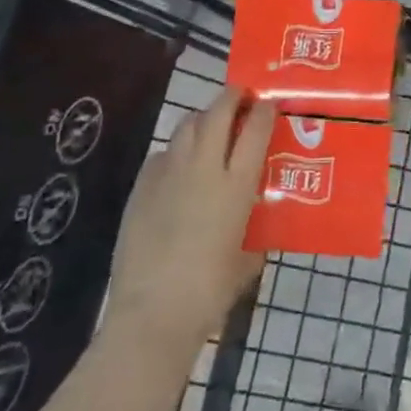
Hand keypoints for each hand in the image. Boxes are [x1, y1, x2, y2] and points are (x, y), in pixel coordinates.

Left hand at [108, 89, 270, 349]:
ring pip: (187, 126)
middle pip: (218, 113)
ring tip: (210, 125)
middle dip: (232, 97)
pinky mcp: (141, 188)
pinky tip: (178, 167)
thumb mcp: (246, 261)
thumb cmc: (209, 293)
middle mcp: (203, 169)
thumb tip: (255, 230)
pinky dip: (175, 151)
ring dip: (202, 118)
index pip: (255, 129)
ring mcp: (168, 175)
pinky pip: (162, 155)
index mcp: (236, 186)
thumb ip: (253, 236)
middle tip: (241, 95)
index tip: (270, 103)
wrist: (152, 315)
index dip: (265, 110)